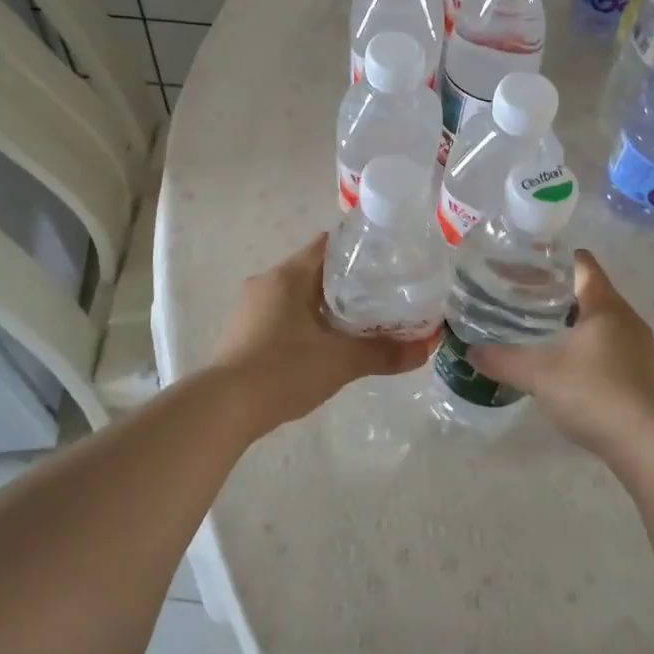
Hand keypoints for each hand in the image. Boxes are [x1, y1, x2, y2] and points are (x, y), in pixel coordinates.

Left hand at [211, 233, 438, 433]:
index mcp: (288, 275)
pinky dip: (306, 321)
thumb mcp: (341, 361)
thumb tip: (429, 346)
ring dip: (325, 304)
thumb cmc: (284, 370)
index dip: (359, 249)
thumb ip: (386, 353)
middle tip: (383, 296)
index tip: (388, 261)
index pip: (329, 245)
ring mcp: (250, 307)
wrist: (225, 408)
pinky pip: (282, 314)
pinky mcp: (243, 332)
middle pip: (315, 270)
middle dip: (348, 282)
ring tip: (359, 322)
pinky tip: (323, 344)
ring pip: (298, 294)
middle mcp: (266, 282)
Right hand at [466, 251, 653, 461]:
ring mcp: (638, 348)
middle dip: (553, 292)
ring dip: (569, 321)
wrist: (649, 447)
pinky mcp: (641, 375)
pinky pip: (607, 346)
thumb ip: (502, 359)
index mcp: (606, 305)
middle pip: (588, 290)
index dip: (551, 260)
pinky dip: (582, 346)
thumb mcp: (539, 375)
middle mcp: (627, 319)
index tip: (521, 266)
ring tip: (533, 329)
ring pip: (598, 321)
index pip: (581, 263)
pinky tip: (560, 364)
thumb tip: (471, 351)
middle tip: (517, 298)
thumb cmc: (595, 394)